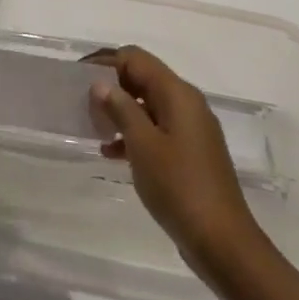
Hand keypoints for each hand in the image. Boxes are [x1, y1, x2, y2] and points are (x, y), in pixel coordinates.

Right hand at [88, 45, 265, 272]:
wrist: (221, 241)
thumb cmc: (178, 186)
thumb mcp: (142, 144)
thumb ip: (121, 108)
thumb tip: (101, 83)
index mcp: (177, 94)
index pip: (135, 58)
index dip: (105, 62)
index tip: (77, 77)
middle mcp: (187, 104)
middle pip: (142, 78)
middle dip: (111, 87)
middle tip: (81, 104)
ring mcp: (191, 129)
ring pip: (148, 105)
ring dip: (120, 111)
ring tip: (93, 128)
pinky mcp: (190, 153)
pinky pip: (156, 129)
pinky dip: (134, 134)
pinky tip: (111, 153)